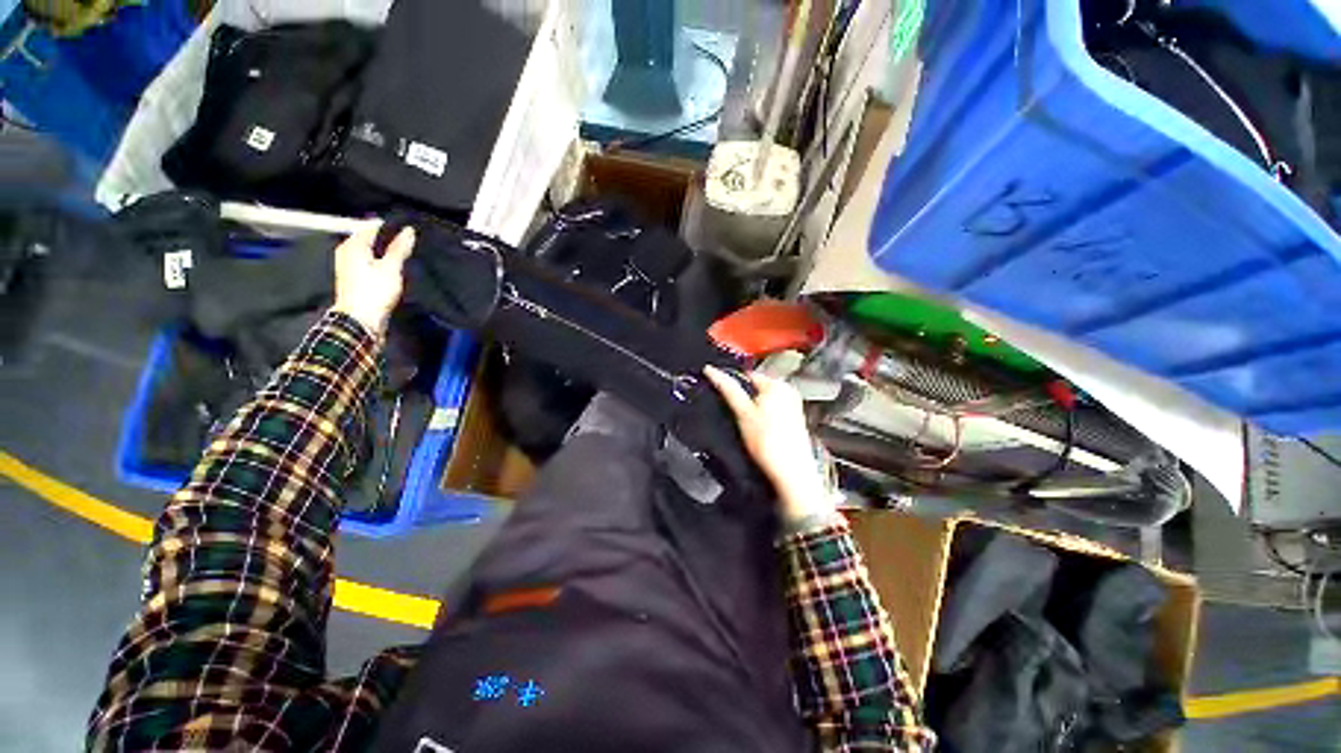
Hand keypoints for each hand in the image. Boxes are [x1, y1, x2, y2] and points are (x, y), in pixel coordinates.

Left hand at [331, 222, 414, 336]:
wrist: (360, 320)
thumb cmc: (374, 291)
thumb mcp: (391, 267)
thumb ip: (400, 248)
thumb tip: (409, 230)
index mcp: (352, 245)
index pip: (372, 227)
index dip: (391, 227)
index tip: (409, 230)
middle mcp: (347, 252)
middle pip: (371, 240)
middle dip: (389, 240)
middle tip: (410, 242)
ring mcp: (349, 266)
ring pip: (371, 252)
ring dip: (386, 253)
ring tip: (405, 255)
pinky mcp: (355, 279)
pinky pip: (370, 263)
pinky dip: (382, 263)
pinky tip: (394, 269)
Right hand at [704, 365, 835, 523]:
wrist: (791, 472)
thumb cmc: (768, 443)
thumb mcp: (743, 413)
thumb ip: (728, 389)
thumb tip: (712, 370)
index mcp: (778, 384)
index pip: (747, 375)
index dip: (733, 386)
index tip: (721, 397)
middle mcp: (788, 391)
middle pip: (756, 388)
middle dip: (745, 398)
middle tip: (738, 416)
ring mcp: (793, 405)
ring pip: (763, 400)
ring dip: (753, 409)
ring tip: (750, 426)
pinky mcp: (793, 419)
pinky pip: (772, 411)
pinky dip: (763, 417)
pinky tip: (760, 432)